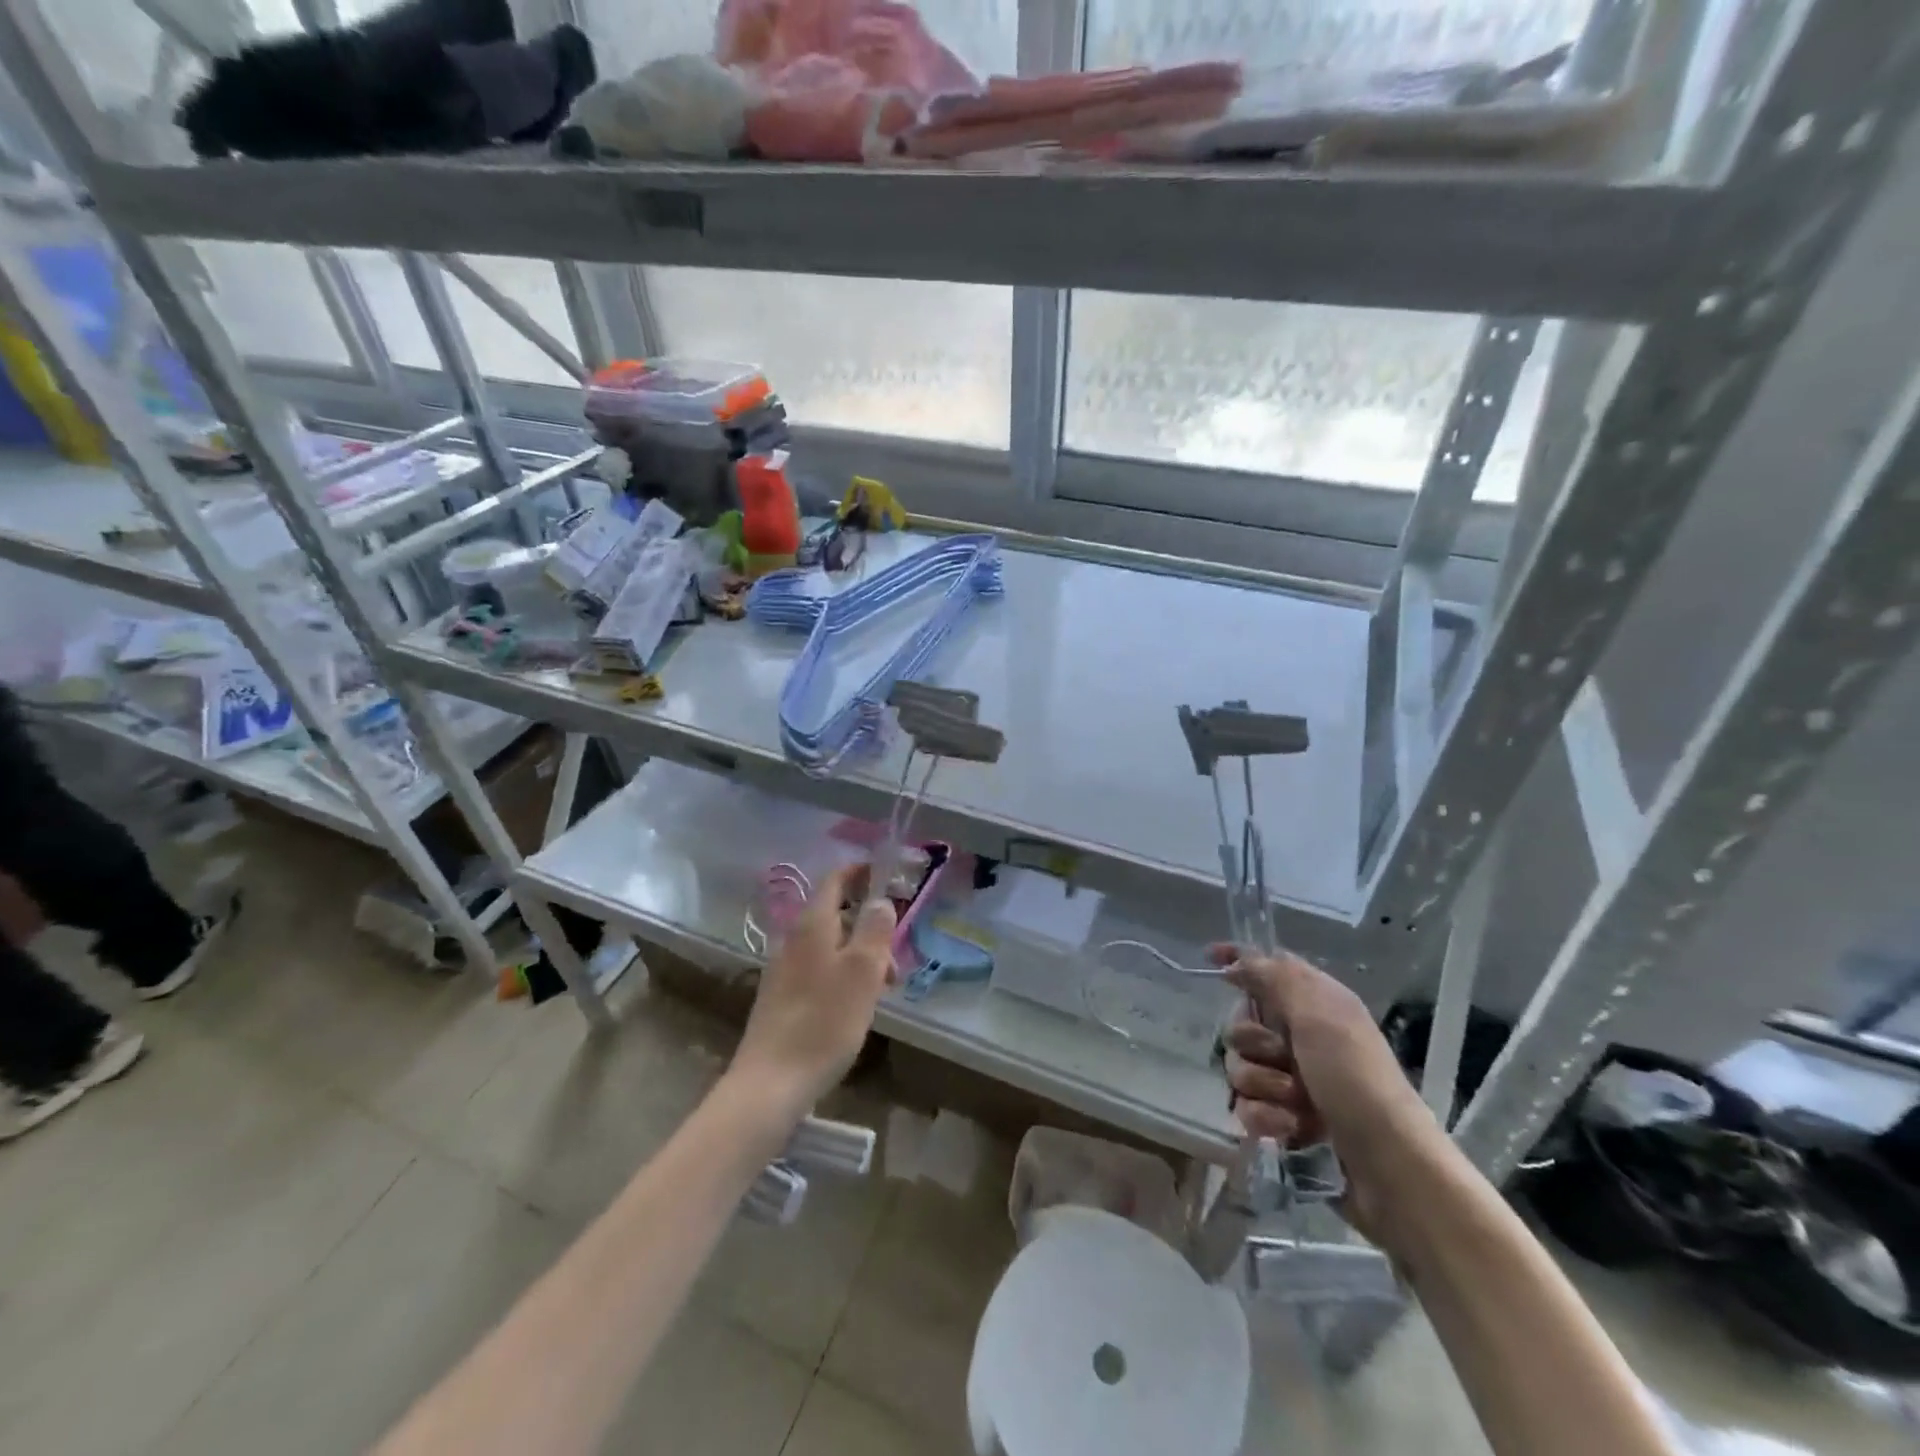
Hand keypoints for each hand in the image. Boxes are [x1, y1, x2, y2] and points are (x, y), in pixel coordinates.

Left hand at [731, 864, 896, 1118]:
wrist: (771, 1084)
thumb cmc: (824, 1022)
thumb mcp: (862, 972)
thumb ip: (874, 930)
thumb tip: (880, 900)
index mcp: (813, 926)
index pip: (835, 880)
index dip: (860, 872)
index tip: (888, 875)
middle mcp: (794, 940)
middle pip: (836, 915)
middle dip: (870, 925)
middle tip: (897, 955)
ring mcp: (785, 970)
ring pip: (831, 947)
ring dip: (862, 956)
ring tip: (885, 989)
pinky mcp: (784, 999)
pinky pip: (821, 972)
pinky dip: (845, 976)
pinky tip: (858, 1007)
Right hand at [1214, 944, 1446, 1247]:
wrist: (1388, 1166)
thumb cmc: (1356, 1079)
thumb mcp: (1318, 1014)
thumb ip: (1273, 977)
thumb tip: (1235, 962)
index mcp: (1315, 1005)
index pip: (1268, 967)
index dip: (1239, 960)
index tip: (1211, 957)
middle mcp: (1301, 1038)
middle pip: (1241, 1024)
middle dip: (1253, 1043)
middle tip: (1283, 1058)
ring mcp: (1291, 1082)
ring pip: (1239, 1068)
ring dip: (1264, 1085)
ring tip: (1297, 1104)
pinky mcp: (1284, 1121)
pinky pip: (1246, 1107)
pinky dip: (1266, 1117)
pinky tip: (1291, 1129)